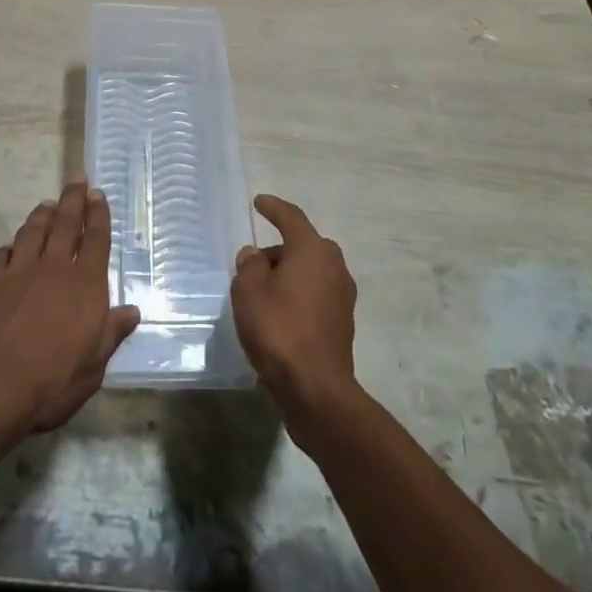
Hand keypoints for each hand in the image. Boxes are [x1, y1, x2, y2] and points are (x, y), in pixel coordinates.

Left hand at [0, 181, 139, 433]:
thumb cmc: (49, 384)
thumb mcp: (92, 368)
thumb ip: (111, 335)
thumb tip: (132, 311)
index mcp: (85, 286)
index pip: (96, 240)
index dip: (98, 215)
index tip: (98, 194)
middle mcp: (53, 269)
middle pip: (65, 224)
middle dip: (73, 201)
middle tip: (77, 182)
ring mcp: (18, 272)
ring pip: (33, 232)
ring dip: (42, 215)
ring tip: (48, 204)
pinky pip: (2, 255)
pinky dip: (10, 246)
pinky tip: (11, 246)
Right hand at [231, 194, 357, 414]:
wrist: (316, 389)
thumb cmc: (279, 329)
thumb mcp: (249, 291)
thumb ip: (249, 265)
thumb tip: (255, 256)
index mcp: (312, 249)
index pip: (291, 217)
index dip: (273, 207)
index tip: (259, 202)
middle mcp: (334, 265)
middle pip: (302, 245)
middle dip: (278, 250)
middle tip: (253, 264)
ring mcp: (342, 295)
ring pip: (310, 271)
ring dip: (289, 275)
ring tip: (262, 293)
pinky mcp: (343, 323)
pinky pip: (316, 295)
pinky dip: (298, 296)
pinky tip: (279, 315)